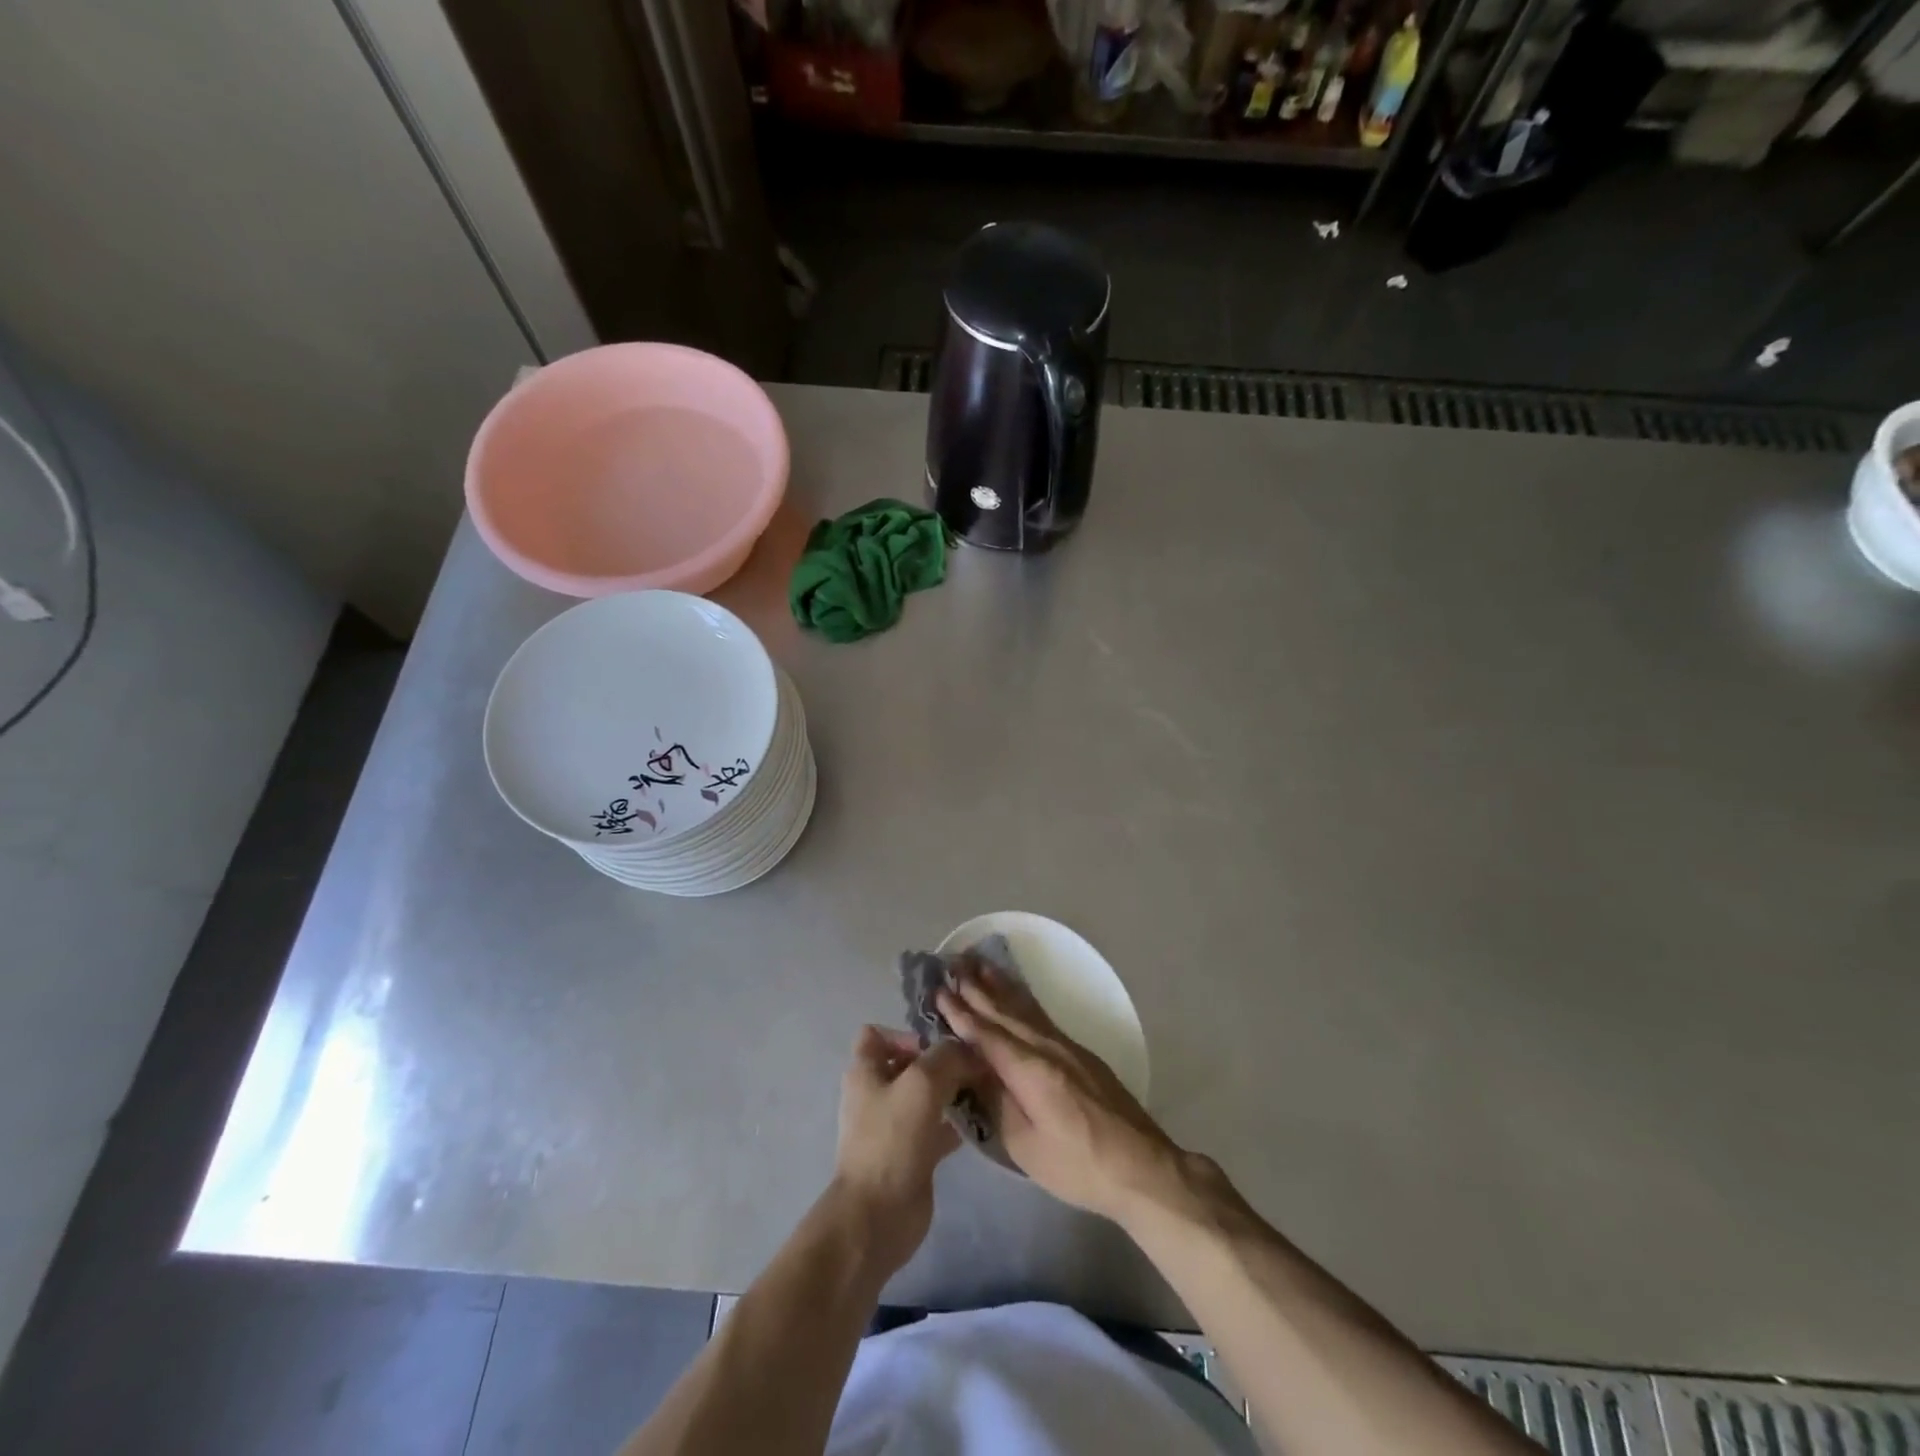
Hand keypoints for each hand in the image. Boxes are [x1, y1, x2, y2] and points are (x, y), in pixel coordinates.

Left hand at [832, 1026, 981, 1273]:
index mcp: (865, 1071)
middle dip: (940, 1062)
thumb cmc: (892, 1139)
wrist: (878, 1215)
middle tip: (973, 1066)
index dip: (906, 1033)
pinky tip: (978, 1122)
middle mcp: (876, 1093)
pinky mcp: (910, 1153)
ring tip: (981, 1089)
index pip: (877, 1034)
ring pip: (925, 1096)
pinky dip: (953, 1123)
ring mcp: (893, 1125)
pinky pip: (935, 1128)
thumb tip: (968, 1050)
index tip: (937, 1047)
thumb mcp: (922, 1083)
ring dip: (951, 1091)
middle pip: (909, 1064)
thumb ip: (947, 1057)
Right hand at [937, 969, 1184, 1224]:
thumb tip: (974, 1072)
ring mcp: (1066, 1047)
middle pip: (1004, 1012)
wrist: (1141, 1167)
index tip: (938, 990)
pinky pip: (1041, 1016)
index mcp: (1028, 1069)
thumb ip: (996, 1103)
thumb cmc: (1077, 1165)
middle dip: (976, 988)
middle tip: (953, 963)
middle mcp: (1046, 1047)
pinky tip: (1017, 994)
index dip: (960, 1013)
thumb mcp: (1024, 1145)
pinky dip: (1023, 999)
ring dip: (1000, 986)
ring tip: (980, 965)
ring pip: (1025, 1008)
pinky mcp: (1080, 1054)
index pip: (985, 1034)